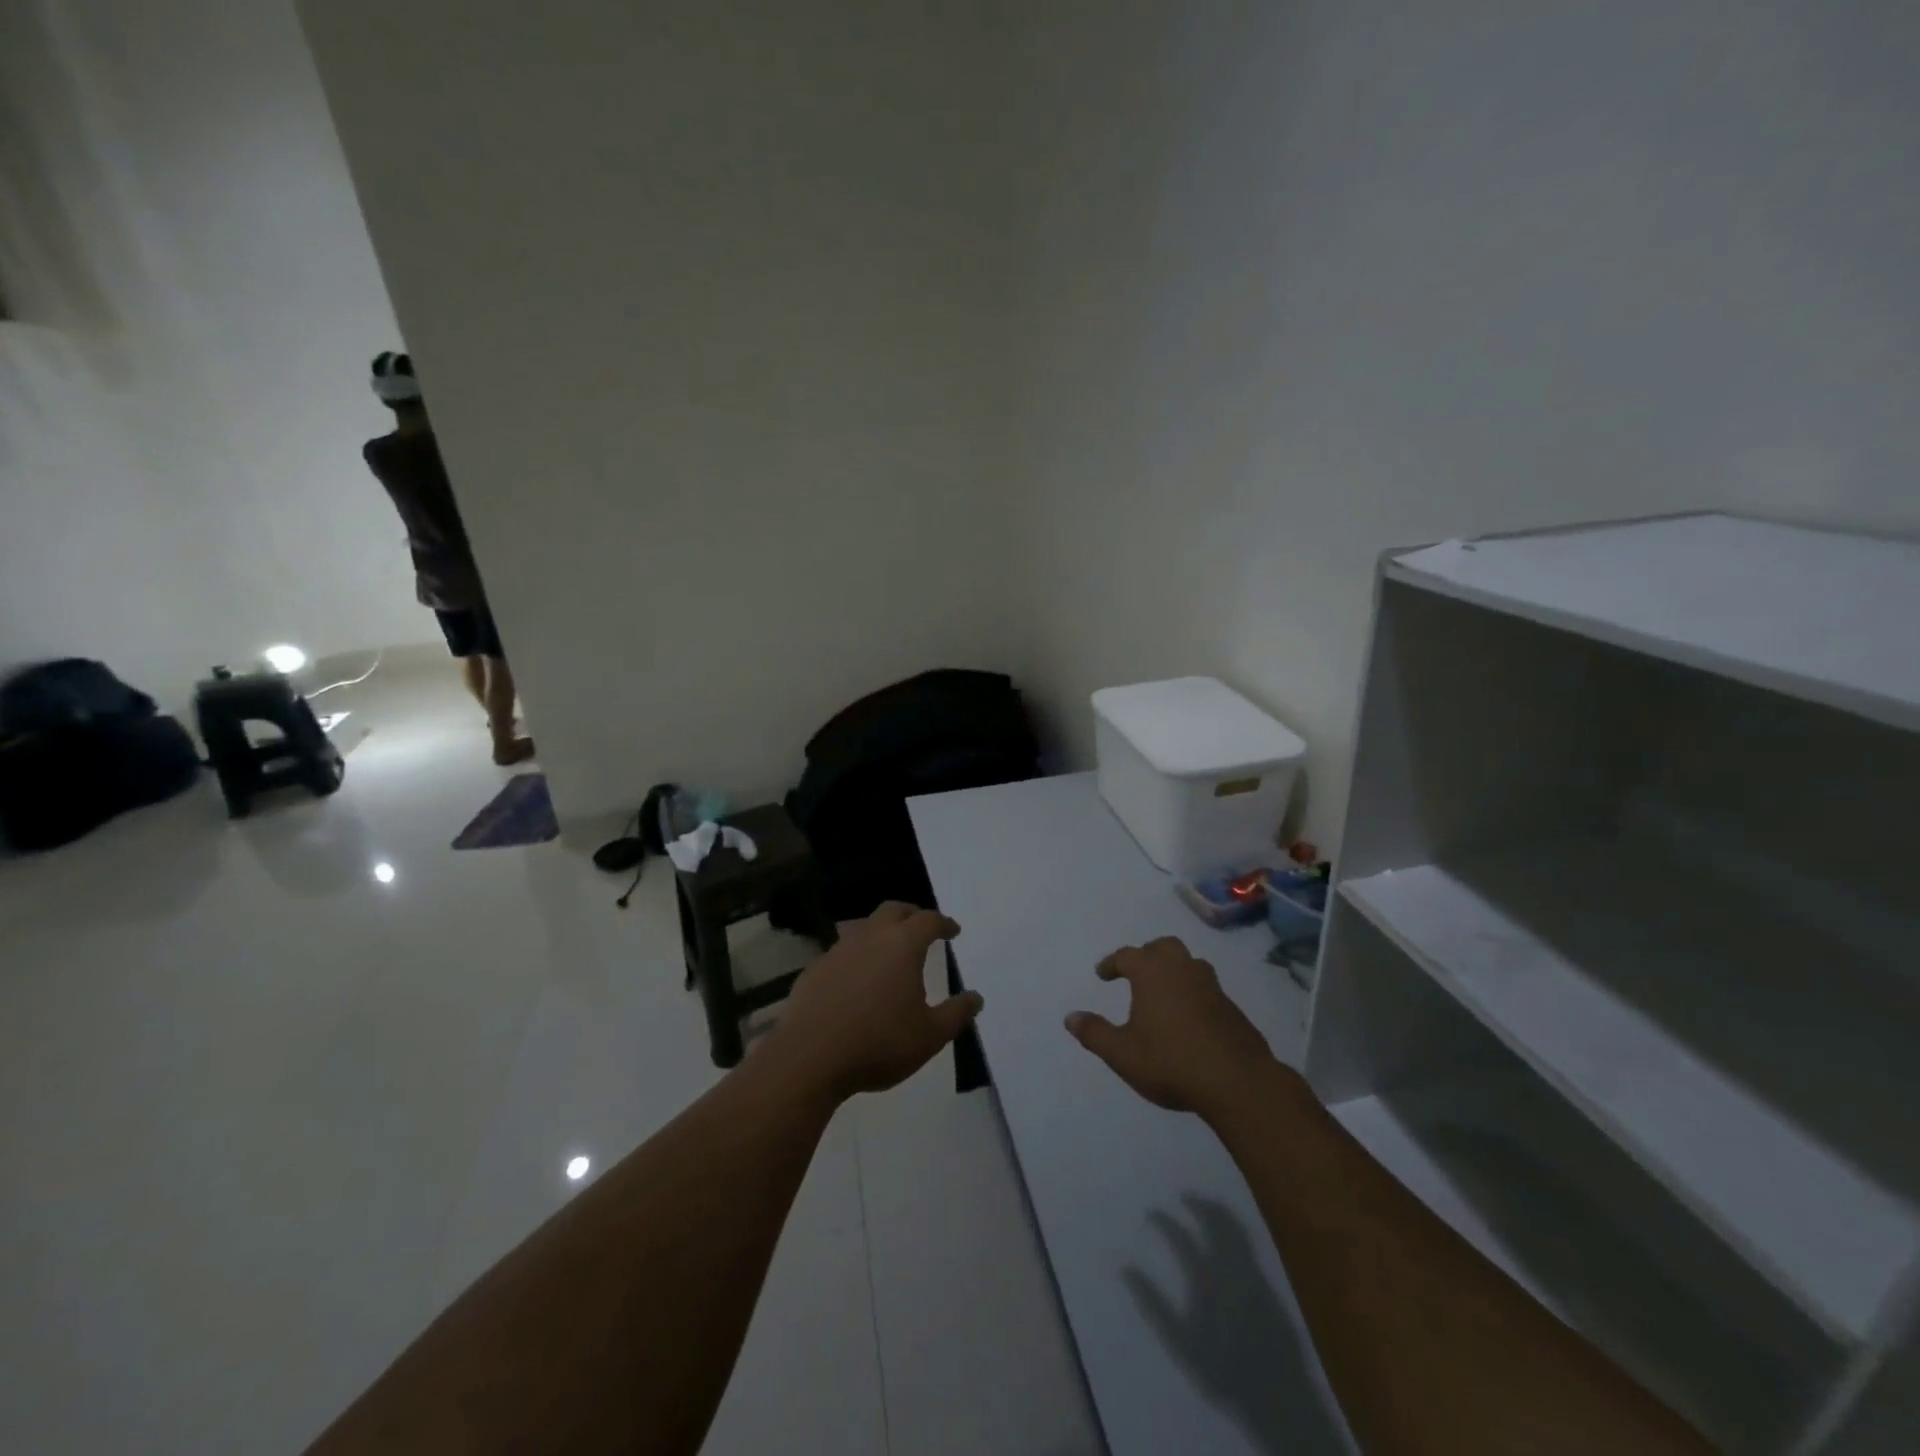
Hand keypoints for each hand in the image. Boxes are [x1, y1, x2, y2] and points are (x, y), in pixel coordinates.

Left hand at [766, 903, 982, 1103]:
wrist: (809, 1058)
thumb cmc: (878, 1043)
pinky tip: (857, 980)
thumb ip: (956, 1014)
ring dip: (881, 933)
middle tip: (922, 928)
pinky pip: (842, 952)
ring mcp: (837, 951)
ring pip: (864, 927)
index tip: (952, 930)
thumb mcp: (930, 1036)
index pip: (928, 920)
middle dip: (911, 915)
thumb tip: (975, 997)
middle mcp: (869, 937)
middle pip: (893, 911)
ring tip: (890, 953)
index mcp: (902, 945)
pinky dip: (856, 957)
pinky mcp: (814, 970)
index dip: (943, 923)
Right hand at [1065, 937, 1275, 1120]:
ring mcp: (1211, 986)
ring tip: (1162, 991)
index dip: (1112, 963)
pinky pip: (1206, 987)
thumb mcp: (1122, 1053)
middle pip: (1163, 947)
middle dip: (1147, 955)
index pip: (1127, 955)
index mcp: (1153, 973)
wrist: (1237, 1082)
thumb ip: (1095, 1033)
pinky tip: (1188, 1016)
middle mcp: (1182, 969)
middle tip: (1136, 972)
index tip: (1102, 974)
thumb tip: (1069, 1017)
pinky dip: (1193, 992)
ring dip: (1173, 970)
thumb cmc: (1171, 1062)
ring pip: (1189, 964)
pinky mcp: (1232, 1007)